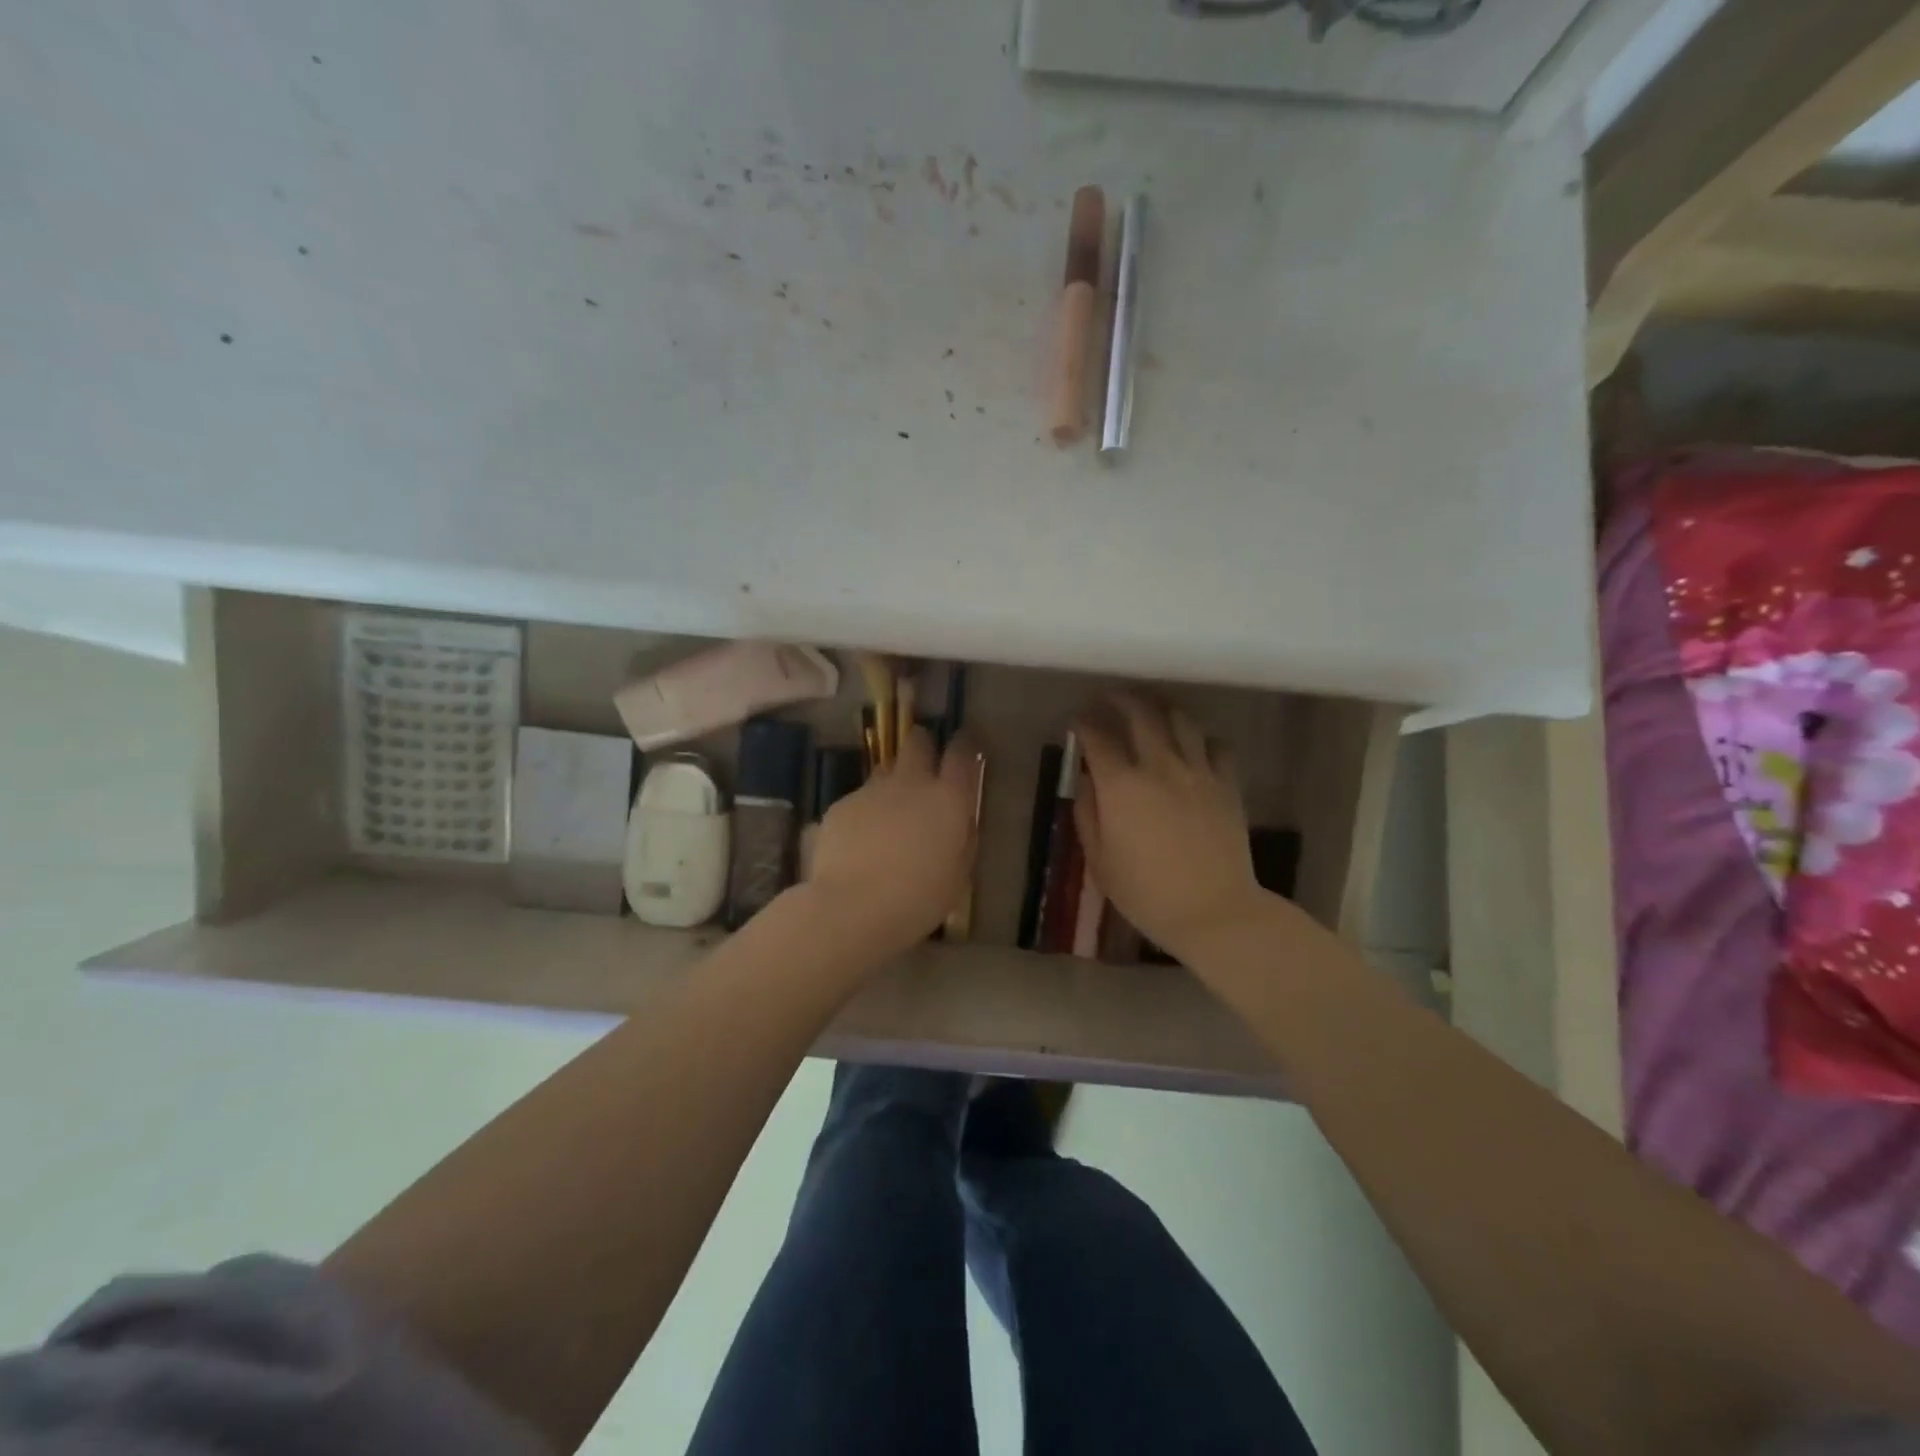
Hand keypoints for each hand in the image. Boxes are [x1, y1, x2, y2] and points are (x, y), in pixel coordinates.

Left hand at [804, 726, 980, 958]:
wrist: (853, 906)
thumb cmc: (918, 898)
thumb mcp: (958, 875)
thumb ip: (963, 840)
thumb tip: (962, 822)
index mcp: (948, 799)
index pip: (962, 754)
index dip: (965, 745)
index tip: (966, 744)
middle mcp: (910, 783)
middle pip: (917, 742)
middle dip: (922, 745)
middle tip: (924, 763)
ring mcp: (871, 791)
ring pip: (885, 771)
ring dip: (892, 783)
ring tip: (890, 814)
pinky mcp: (841, 805)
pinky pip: (858, 800)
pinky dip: (864, 814)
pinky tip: (860, 843)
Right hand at [1074, 693, 1269, 962]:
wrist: (1214, 911)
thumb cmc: (1146, 893)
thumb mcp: (1099, 860)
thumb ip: (1087, 814)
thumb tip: (1085, 781)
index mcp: (1121, 786)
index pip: (1097, 737)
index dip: (1083, 723)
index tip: (1077, 721)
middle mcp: (1159, 766)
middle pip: (1140, 713)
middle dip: (1120, 699)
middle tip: (1109, 698)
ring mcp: (1198, 771)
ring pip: (1180, 719)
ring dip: (1160, 707)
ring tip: (1150, 707)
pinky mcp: (1227, 784)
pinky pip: (1215, 745)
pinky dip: (1199, 738)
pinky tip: (1192, 745)